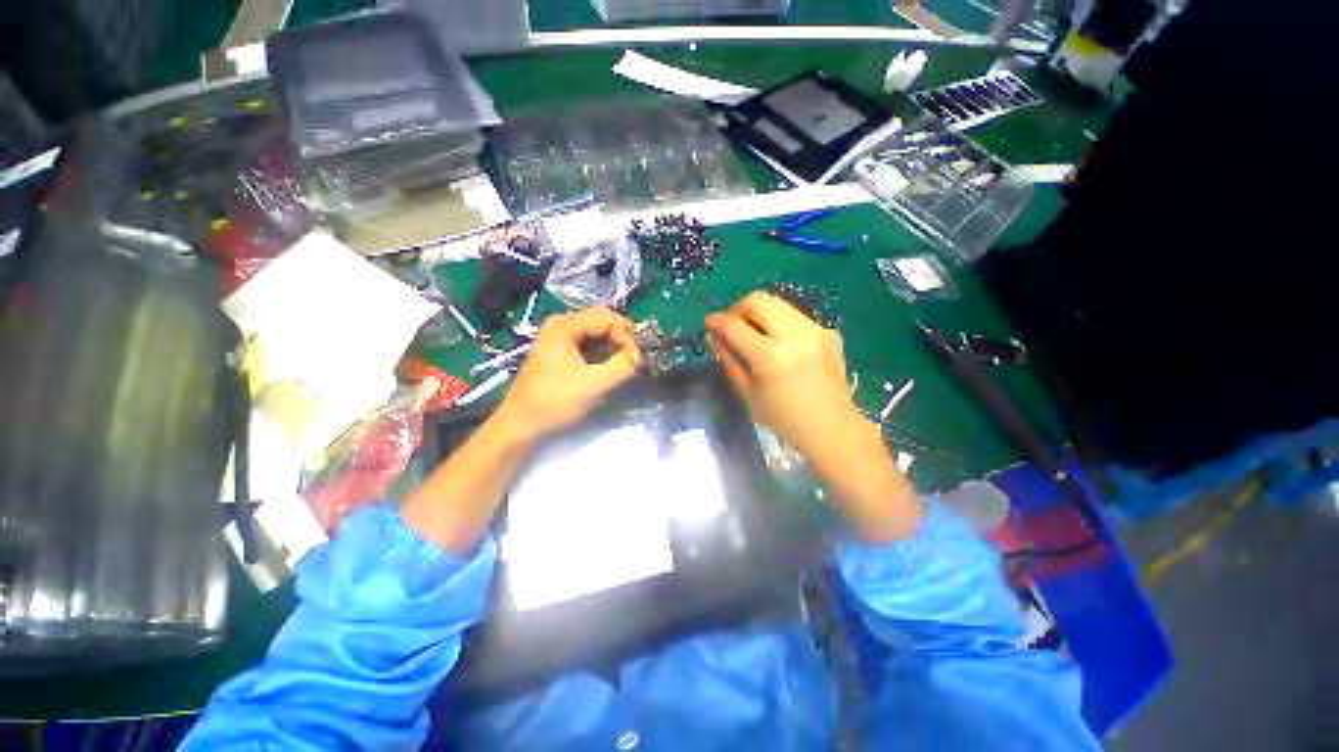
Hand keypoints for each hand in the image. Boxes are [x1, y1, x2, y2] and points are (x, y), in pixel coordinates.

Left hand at [496, 307, 640, 440]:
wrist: (521, 424)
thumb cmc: (556, 401)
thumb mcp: (595, 384)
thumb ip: (623, 366)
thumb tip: (639, 355)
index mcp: (565, 325)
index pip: (607, 319)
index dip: (626, 337)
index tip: (637, 359)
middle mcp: (560, 324)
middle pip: (600, 319)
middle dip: (621, 335)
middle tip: (636, 355)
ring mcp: (557, 337)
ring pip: (594, 330)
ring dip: (613, 342)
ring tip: (627, 360)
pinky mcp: (557, 351)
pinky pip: (586, 341)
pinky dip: (602, 349)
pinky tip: (610, 363)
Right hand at [704, 292, 859, 457]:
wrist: (832, 428)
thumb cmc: (784, 419)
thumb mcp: (747, 392)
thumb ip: (729, 359)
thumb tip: (715, 335)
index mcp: (771, 357)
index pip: (735, 326)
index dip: (716, 321)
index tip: (709, 323)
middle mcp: (795, 335)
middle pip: (758, 300)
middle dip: (738, 309)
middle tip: (733, 328)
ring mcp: (816, 330)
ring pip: (777, 303)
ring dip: (759, 314)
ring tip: (755, 335)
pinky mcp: (828, 331)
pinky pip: (795, 316)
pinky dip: (779, 323)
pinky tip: (781, 345)